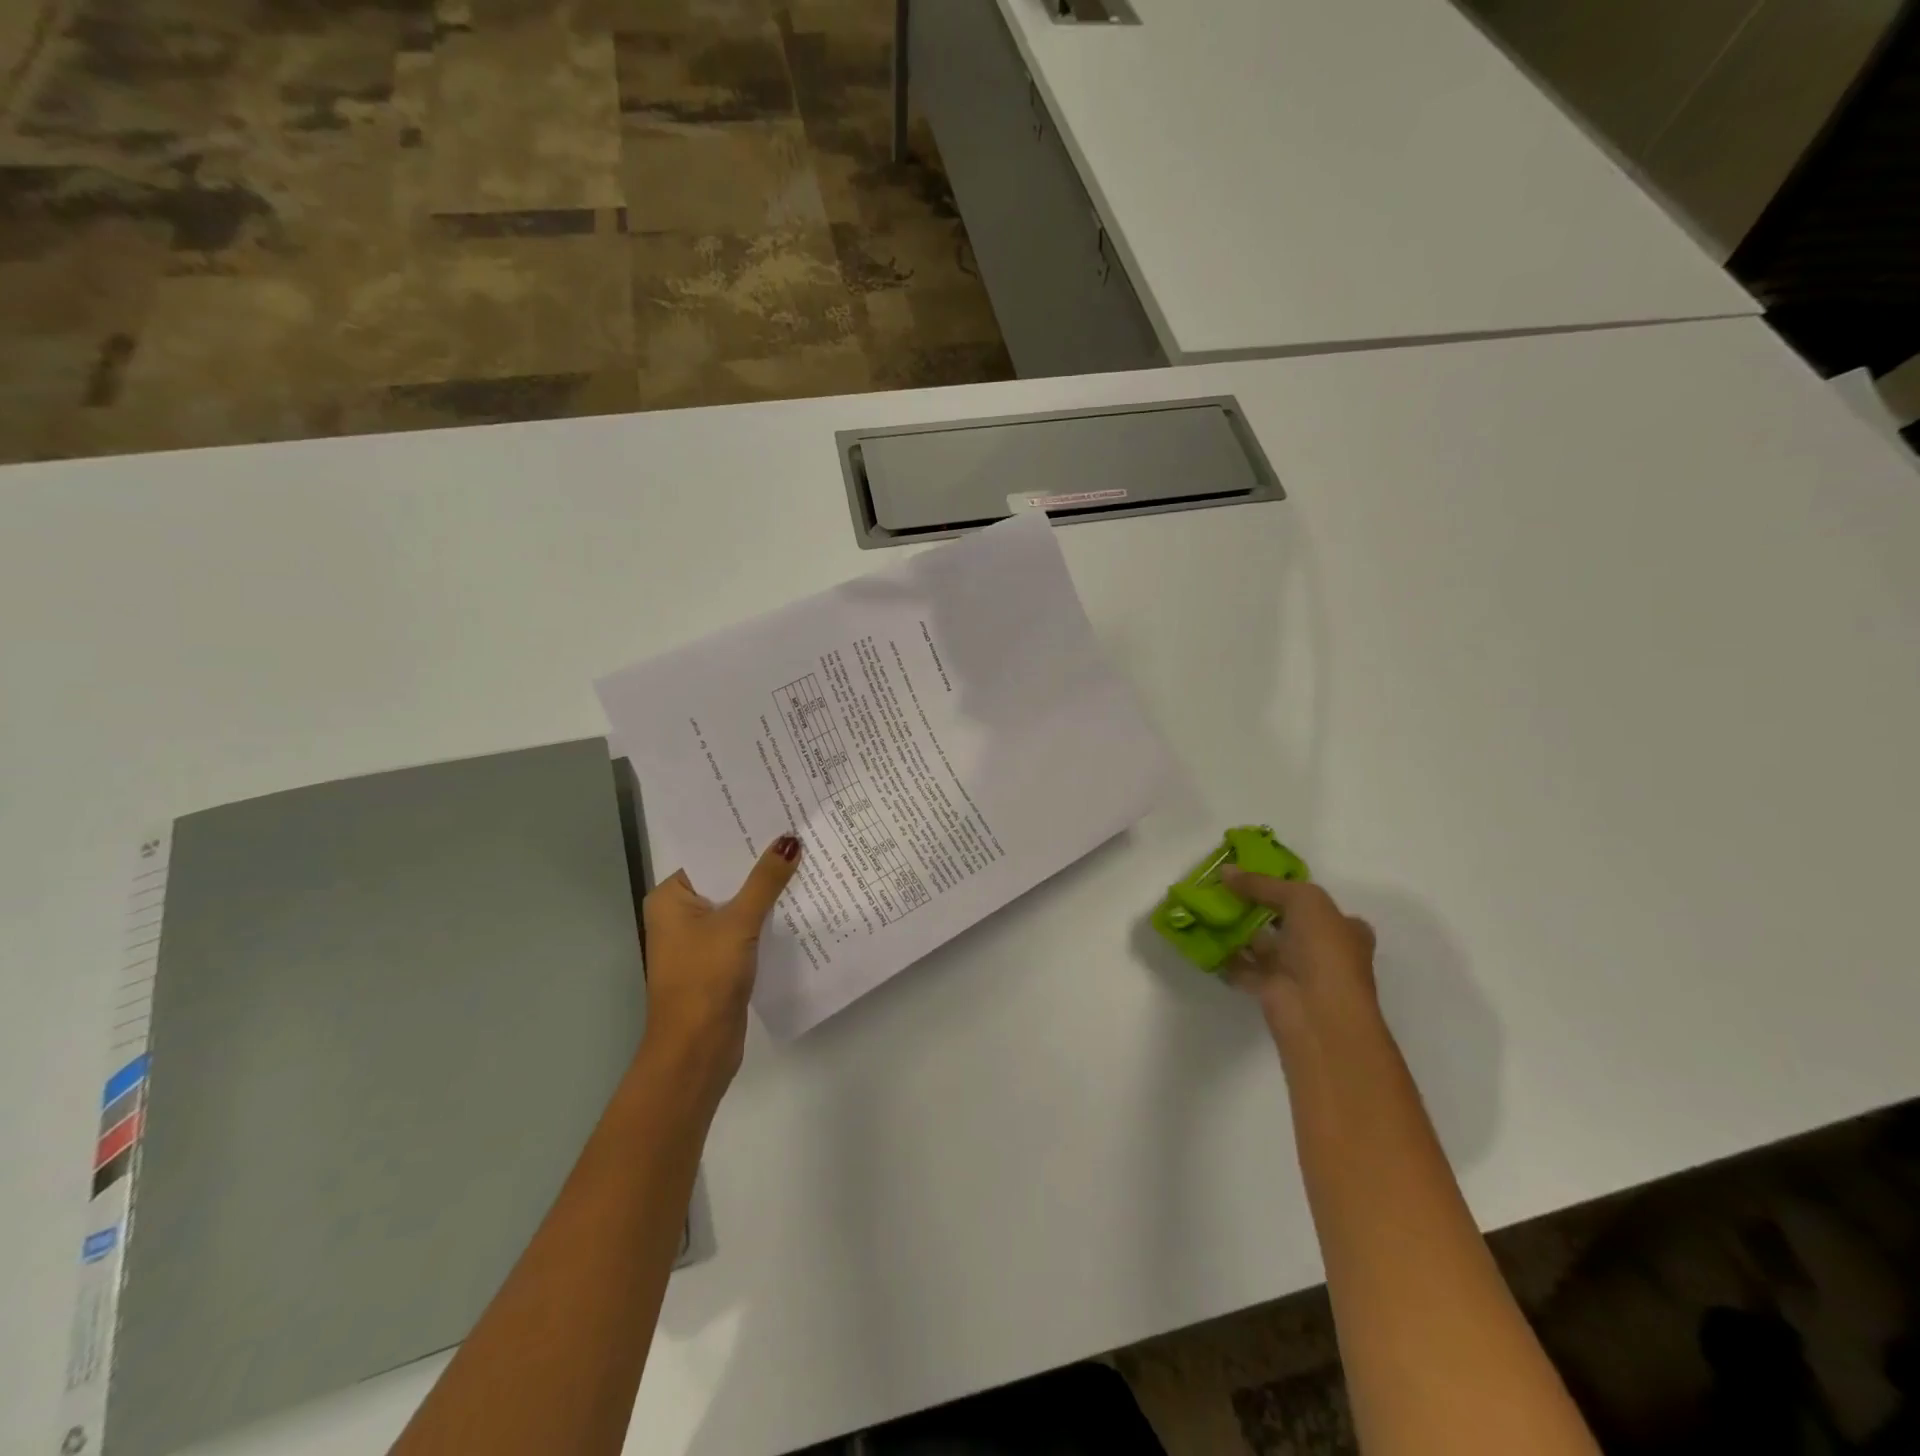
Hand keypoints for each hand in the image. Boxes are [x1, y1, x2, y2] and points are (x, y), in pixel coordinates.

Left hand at [639, 834, 801, 1097]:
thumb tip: (789, 841)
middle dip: (761, 863)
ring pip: (739, 903)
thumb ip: (765, 881)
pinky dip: (768, 917)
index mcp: (670, 897)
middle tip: (801, 832)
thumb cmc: (705, 978)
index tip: (778, 814)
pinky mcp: (720, 960)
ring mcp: (700, 939)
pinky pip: (746, 927)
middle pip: (726, 878)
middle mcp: (680, 914)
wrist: (697, 1049)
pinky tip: (800, 902)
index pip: (710, 854)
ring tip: (808, 860)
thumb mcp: (738, 923)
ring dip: (768, 891)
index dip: (743, 836)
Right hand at [1220, 869, 1377, 1039]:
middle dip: (1260, 910)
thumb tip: (1226, 871)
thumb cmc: (1324, 949)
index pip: (1318, 905)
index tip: (1258, 879)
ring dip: (1240, 931)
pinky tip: (1204, 939)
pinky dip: (1226, 957)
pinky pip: (1243, 967)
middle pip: (1288, 924)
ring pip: (1264, 946)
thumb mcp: (1301, 899)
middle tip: (1226, 890)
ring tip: (1209, 909)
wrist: (1318, 1011)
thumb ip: (1262, 884)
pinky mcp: (1271, 990)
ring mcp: (1297, 972)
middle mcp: (1323, 951)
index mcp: (1344, 929)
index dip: (1290, 891)